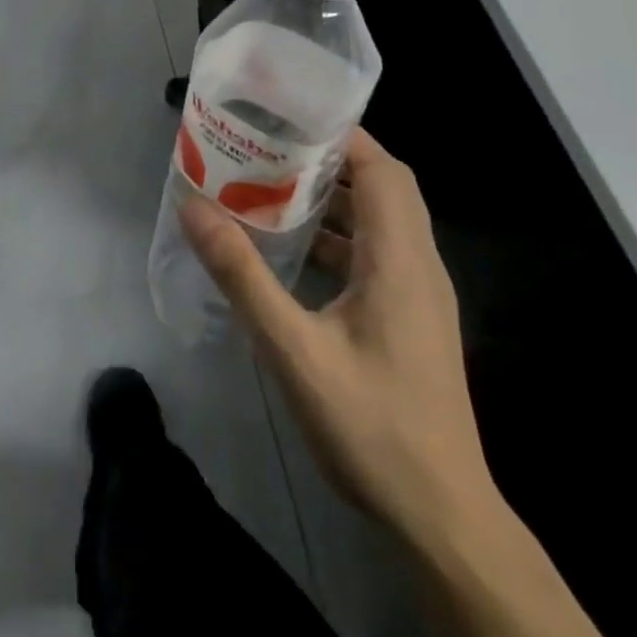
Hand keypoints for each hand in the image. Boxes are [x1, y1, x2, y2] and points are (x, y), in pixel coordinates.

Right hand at [179, 127, 494, 549]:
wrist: (442, 518)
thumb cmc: (372, 427)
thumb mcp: (294, 350)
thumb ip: (242, 276)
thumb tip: (194, 207)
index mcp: (400, 260)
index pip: (384, 170)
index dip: (342, 135)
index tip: (289, 117)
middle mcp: (418, 266)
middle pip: (384, 187)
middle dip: (329, 159)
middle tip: (270, 147)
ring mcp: (419, 295)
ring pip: (380, 220)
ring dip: (332, 197)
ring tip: (272, 186)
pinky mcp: (411, 318)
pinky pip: (376, 253)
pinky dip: (338, 236)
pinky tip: (294, 252)